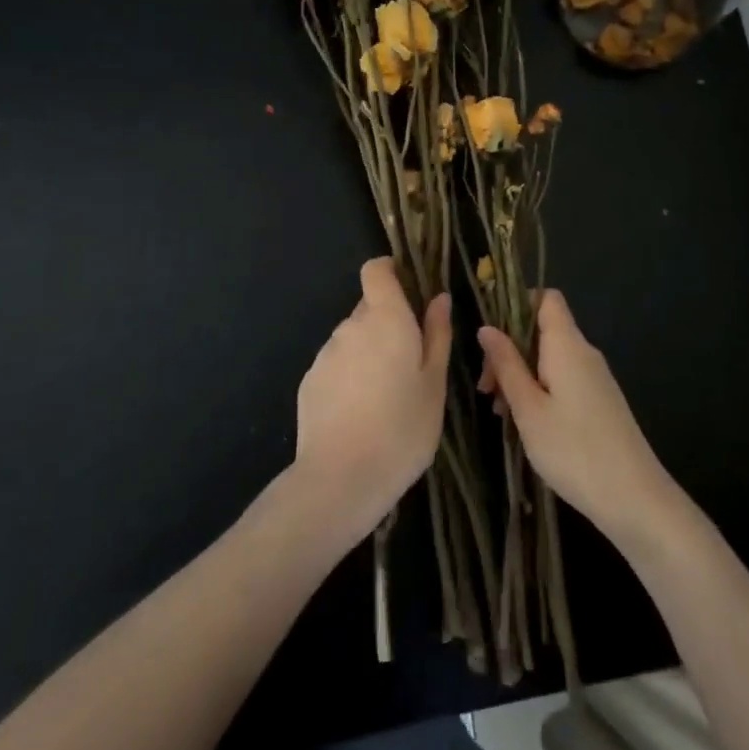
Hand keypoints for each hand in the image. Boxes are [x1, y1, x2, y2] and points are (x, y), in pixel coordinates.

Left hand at [292, 258, 450, 542]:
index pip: (376, 270)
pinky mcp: (309, 380)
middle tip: (411, 362)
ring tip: (387, 396)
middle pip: (369, 307)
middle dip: (389, 323)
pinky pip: (337, 365)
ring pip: (353, 338)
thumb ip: (437, 334)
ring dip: (369, 352)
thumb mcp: (435, 384)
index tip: (410, 290)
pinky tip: (361, 413)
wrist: (340, 479)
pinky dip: (350, 376)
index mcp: (385, 318)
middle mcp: (350, 326)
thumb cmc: (403, 429)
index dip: (391, 272)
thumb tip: (439, 297)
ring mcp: (325, 353)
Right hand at [478, 291, 681, 545]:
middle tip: (487, 389)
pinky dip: (539, 389)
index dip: (517, 304)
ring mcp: (595, 377)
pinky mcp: (599, 401)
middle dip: (509, 350)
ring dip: (521, 374)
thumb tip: (486, 328)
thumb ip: (507, 364)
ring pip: (550, 358)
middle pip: (542, 330)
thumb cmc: (574, 450)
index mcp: (567, 345)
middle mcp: (584, 353)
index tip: (490, 334)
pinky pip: (563, 378)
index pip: (546, 298)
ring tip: (501, 412)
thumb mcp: (528, 408)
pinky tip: (525, 422)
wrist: (635, 498)